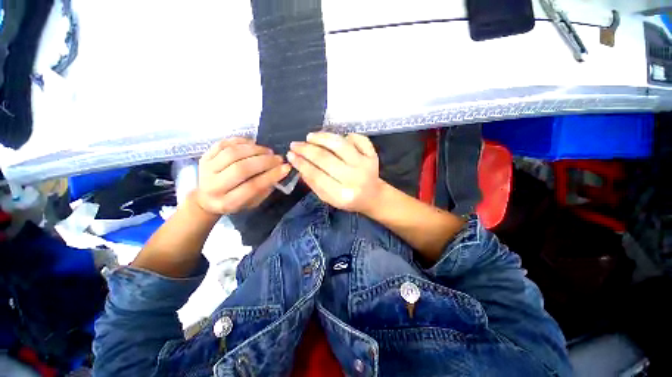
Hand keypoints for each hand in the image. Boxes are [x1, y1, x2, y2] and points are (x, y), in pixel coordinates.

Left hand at [195, 138, 290, 214]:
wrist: (206, 198)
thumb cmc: (234, 202)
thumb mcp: (252, 203)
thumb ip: (265, 189)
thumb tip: (280, 170)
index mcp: (227, 202)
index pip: (252, 187)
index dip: (271, 176)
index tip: (286, 168)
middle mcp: (213, 186)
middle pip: (241, 169)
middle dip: (264, 161)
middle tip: (278, 158)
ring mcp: (206, 169)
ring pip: (232, 153)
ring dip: (255, 150)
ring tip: (268, 151)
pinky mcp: (204, 157)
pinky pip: (223, 144)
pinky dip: (241, 141)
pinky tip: (253, 144)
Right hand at [287, 132, 381, 213]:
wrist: (373, 196)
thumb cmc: (348, 199)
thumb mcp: (328, 198)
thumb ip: (313, 183)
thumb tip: (298, 164)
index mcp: (342, 195)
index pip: (316, 175)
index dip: (301, 163)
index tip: (290, 155)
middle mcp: (354, 178)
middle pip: (326, 158)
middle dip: (307, 149)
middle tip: (296, 144)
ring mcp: (365, 165)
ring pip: (340, 145)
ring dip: (322, 138)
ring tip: (310, 137)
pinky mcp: (373, 155)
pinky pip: (358, 139)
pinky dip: (346, 135)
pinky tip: (335, 139)